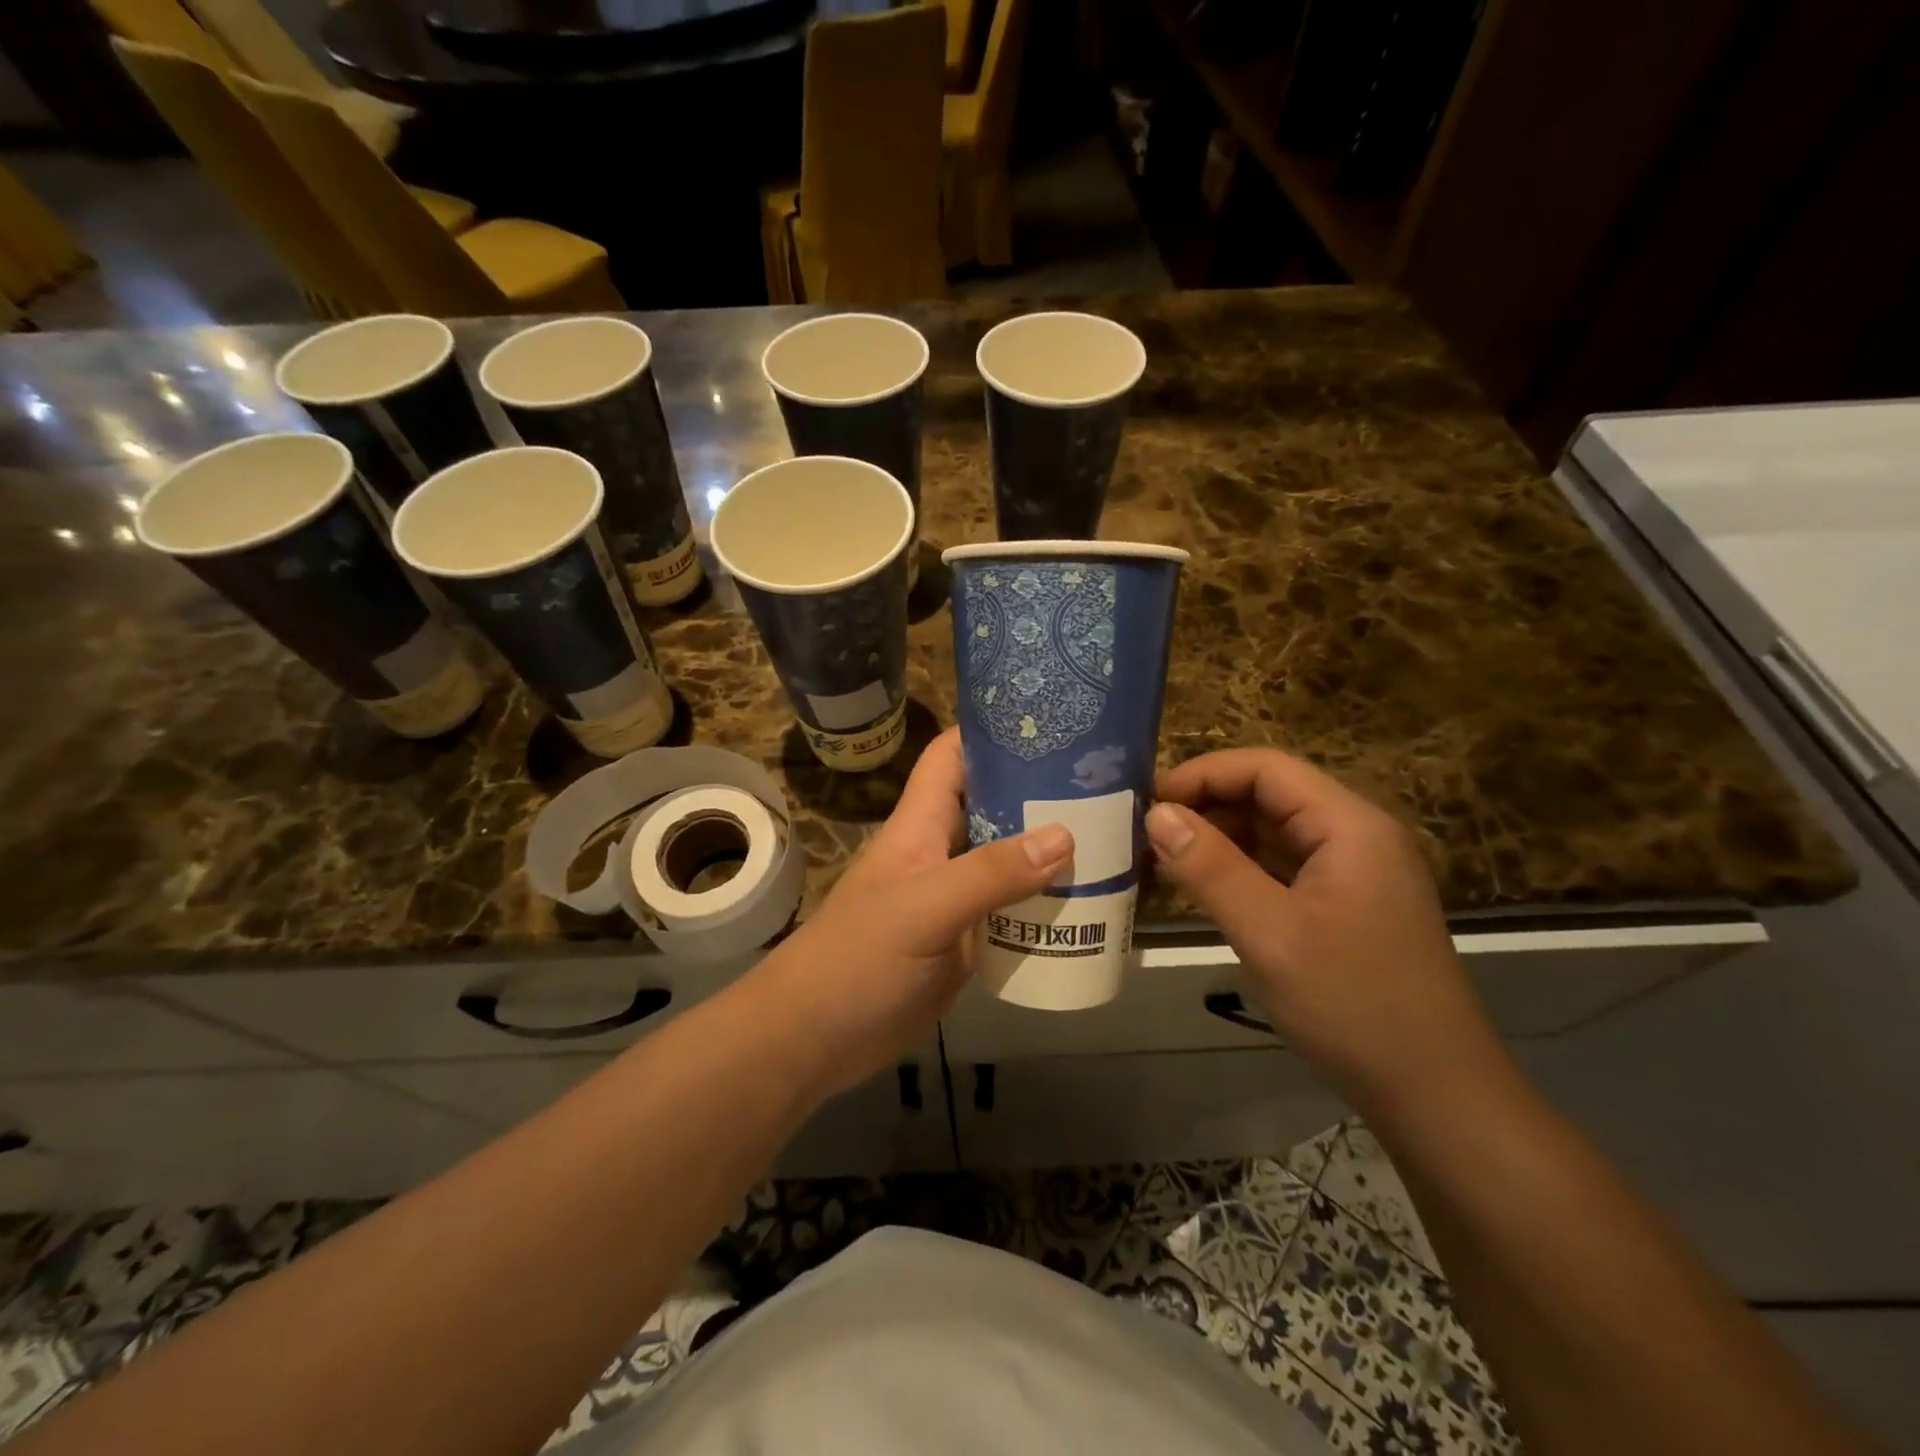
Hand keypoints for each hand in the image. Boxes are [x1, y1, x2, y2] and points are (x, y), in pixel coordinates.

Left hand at [754, 728, 1071, 1099]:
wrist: (817, 1040)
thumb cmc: (859, 960)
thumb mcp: (924, 909)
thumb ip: (990, 873)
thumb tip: (1065, 835)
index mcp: (921, 826)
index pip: (952, 757)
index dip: (990, 732)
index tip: (1050, 722)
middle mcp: (941, 853)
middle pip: (992, 805)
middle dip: (1040, 791)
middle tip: (1106, 783)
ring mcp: (955, 899)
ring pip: (1008, 860)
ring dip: (1051, 852)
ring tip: (1114, 838)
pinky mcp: (966, 941)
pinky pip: (1013, 911)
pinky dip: (1045, 905)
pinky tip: (1090, 905)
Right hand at [1147, 749, 1502, 1109]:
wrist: (1436, 1096)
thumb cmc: (1354, 1006)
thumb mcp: (1269, 933)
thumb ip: (1209, 867)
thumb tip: (1156, 813)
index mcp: (1350, 826)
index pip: (1266, 768)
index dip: (1203, 774)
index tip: (1147, 801)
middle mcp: (1356, 836)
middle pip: (1270, 795)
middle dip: (1206, 806)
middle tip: (1144, 834)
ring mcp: (1353, 872)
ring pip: (1273, 832)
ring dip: (1218, 839)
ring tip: (1161, 859)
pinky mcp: (1345, 905)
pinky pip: (1282, 868)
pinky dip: (1239, 870)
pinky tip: (1200, 888)